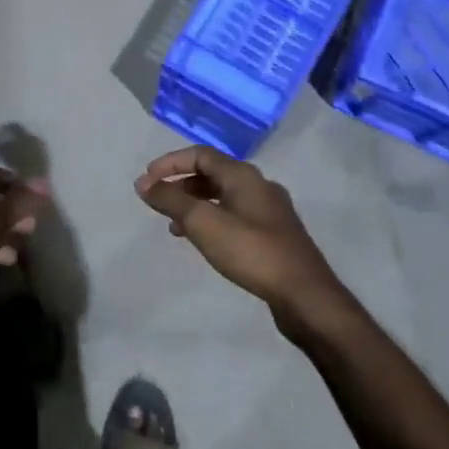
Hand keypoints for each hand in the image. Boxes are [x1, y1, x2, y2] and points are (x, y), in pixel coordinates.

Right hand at [136, 147, 342, 320]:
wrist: (304, 293)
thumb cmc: (251, 251)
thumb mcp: (203, 223)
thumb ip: (171, 200)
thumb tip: (143, 183)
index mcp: (243, 175)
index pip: (200, 155)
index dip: (170, 163)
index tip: (147, 180)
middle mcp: (258, 185)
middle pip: (212, 174)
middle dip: (181, 185)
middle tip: (158, 202)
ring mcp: (270, 210)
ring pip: (223, 197)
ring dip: (195, 205)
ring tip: (175, 227)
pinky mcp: (274, 234)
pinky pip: (235, 215)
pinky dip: (212, 220)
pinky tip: (204, 242)